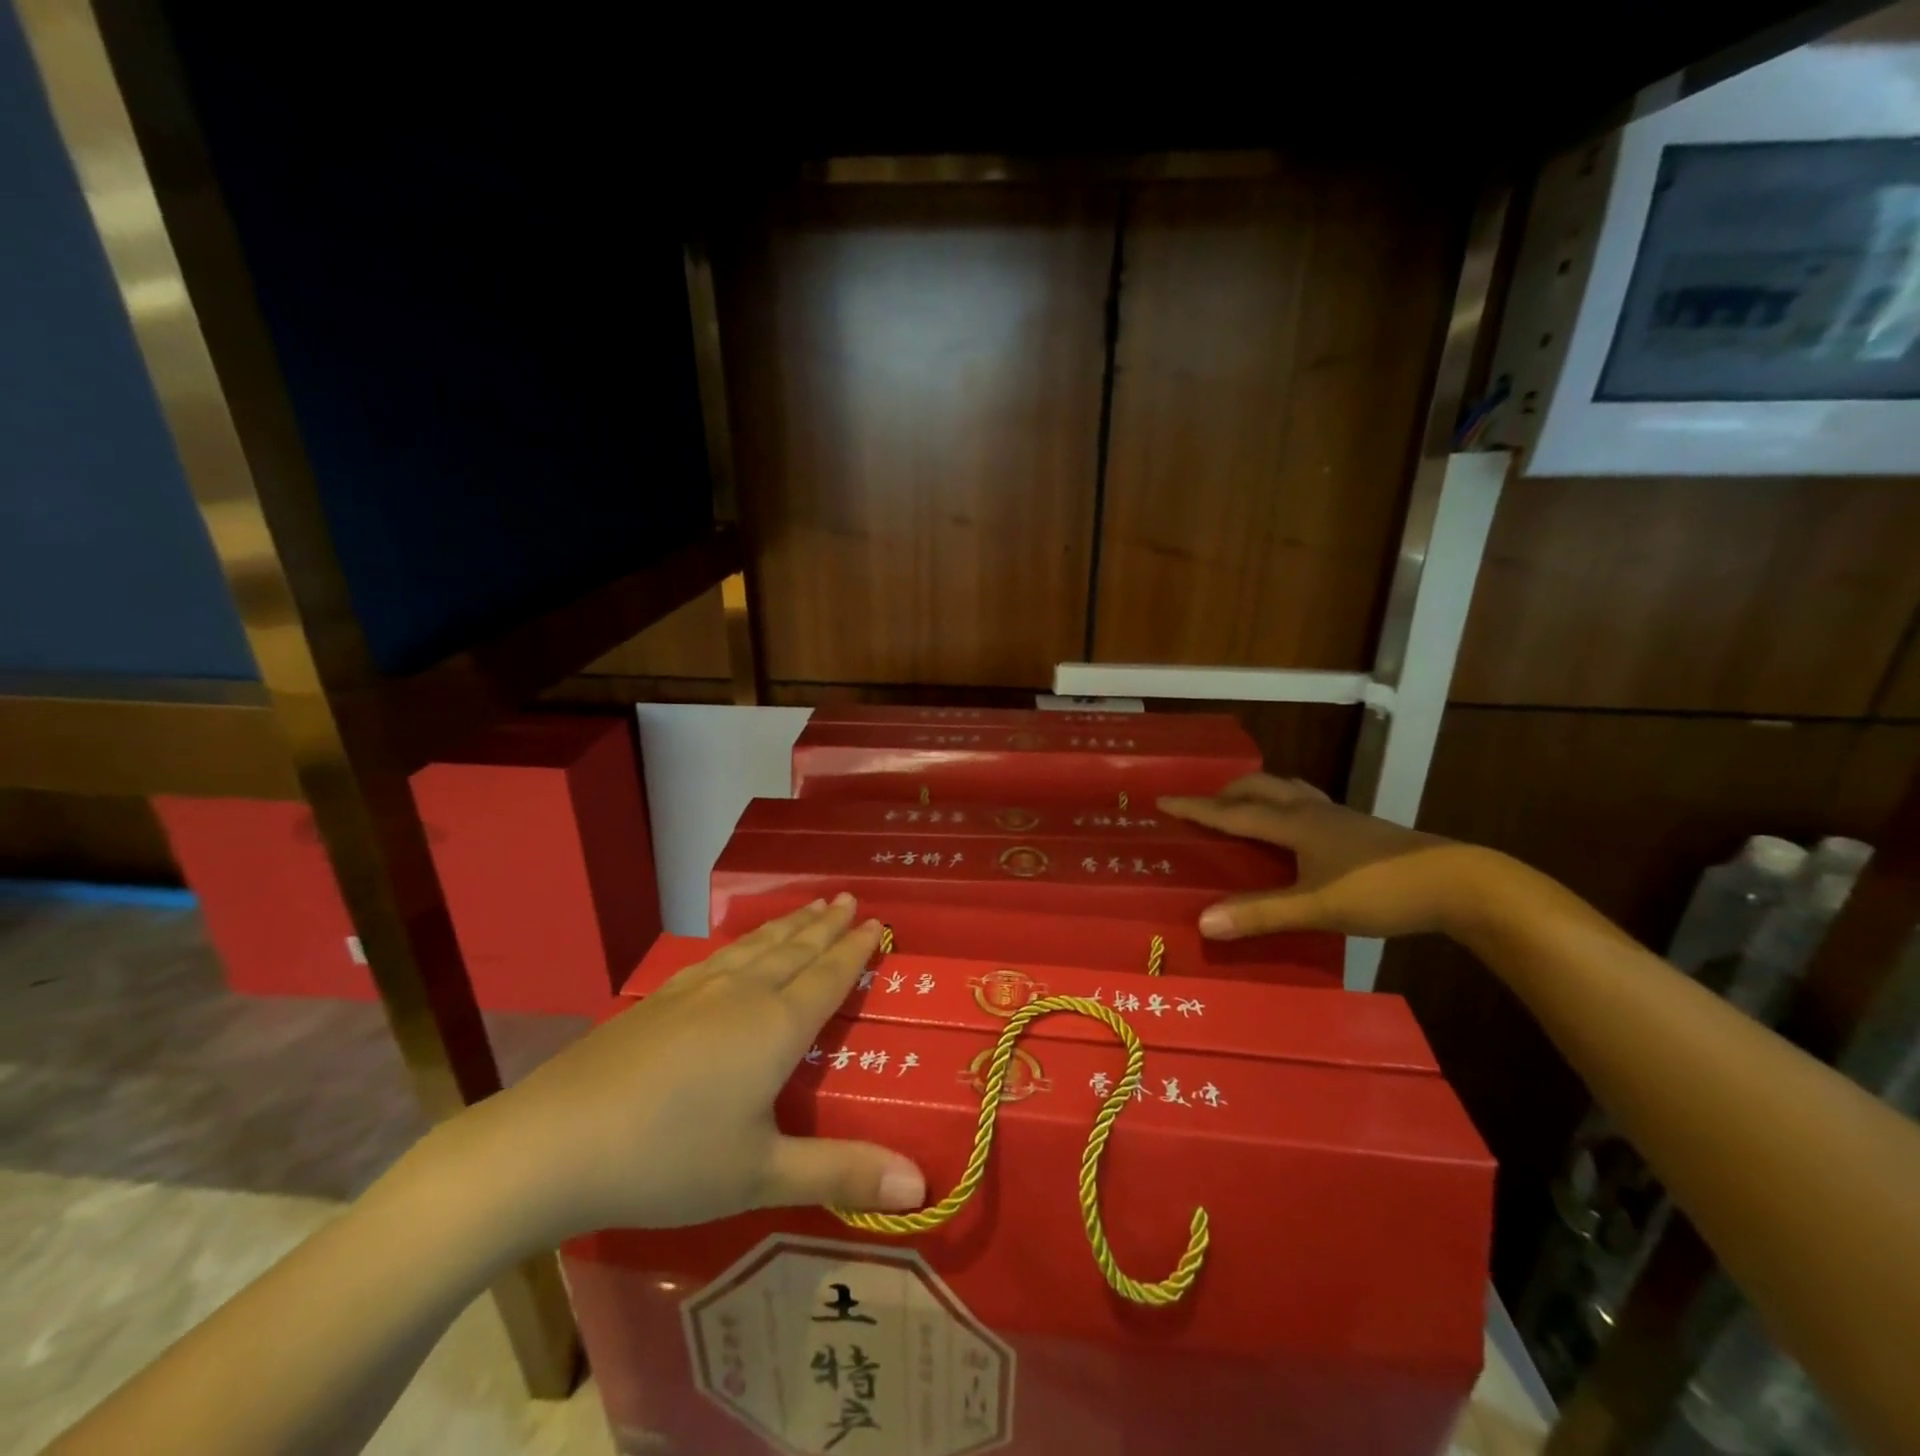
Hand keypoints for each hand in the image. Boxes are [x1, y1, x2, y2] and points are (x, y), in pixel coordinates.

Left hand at [440, 896, 924, 1248]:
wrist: (553, 1144)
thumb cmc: (669, 1161)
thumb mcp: (761, 1175)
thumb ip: (841, 1174)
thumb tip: (922, 1187)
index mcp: (774, 1028)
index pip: (827, 977)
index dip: (854, 950)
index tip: (875, 922)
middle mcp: (741, 996)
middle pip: (794, 949)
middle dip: (824, 924)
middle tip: (847, 897)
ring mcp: (694, 993)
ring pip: (755, 947)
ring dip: (787, 925)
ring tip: (808, 906)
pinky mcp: (656, 1001)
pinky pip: (717, 957)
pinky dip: (742, 942)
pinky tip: (735, 947)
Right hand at [1159, 774, 1489, 940]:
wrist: (1461, 883)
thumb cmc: (1382, 890)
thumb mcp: (1317, 907)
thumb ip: (1260, 913)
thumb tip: (1202, 921)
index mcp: (1296, 824)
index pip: (1233, 812)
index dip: (1196, 807)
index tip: (1163, 799)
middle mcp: (1314, 812)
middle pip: (1262, 788)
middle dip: (1228, 792)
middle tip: (1205, 805)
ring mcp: (1341, 818)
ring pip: (1290, 791)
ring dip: (1260, 793)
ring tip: (1246, 807)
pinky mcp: (1361, 830)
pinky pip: (1310, 805)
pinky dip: (1288, 807)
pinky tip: (1299, 832)